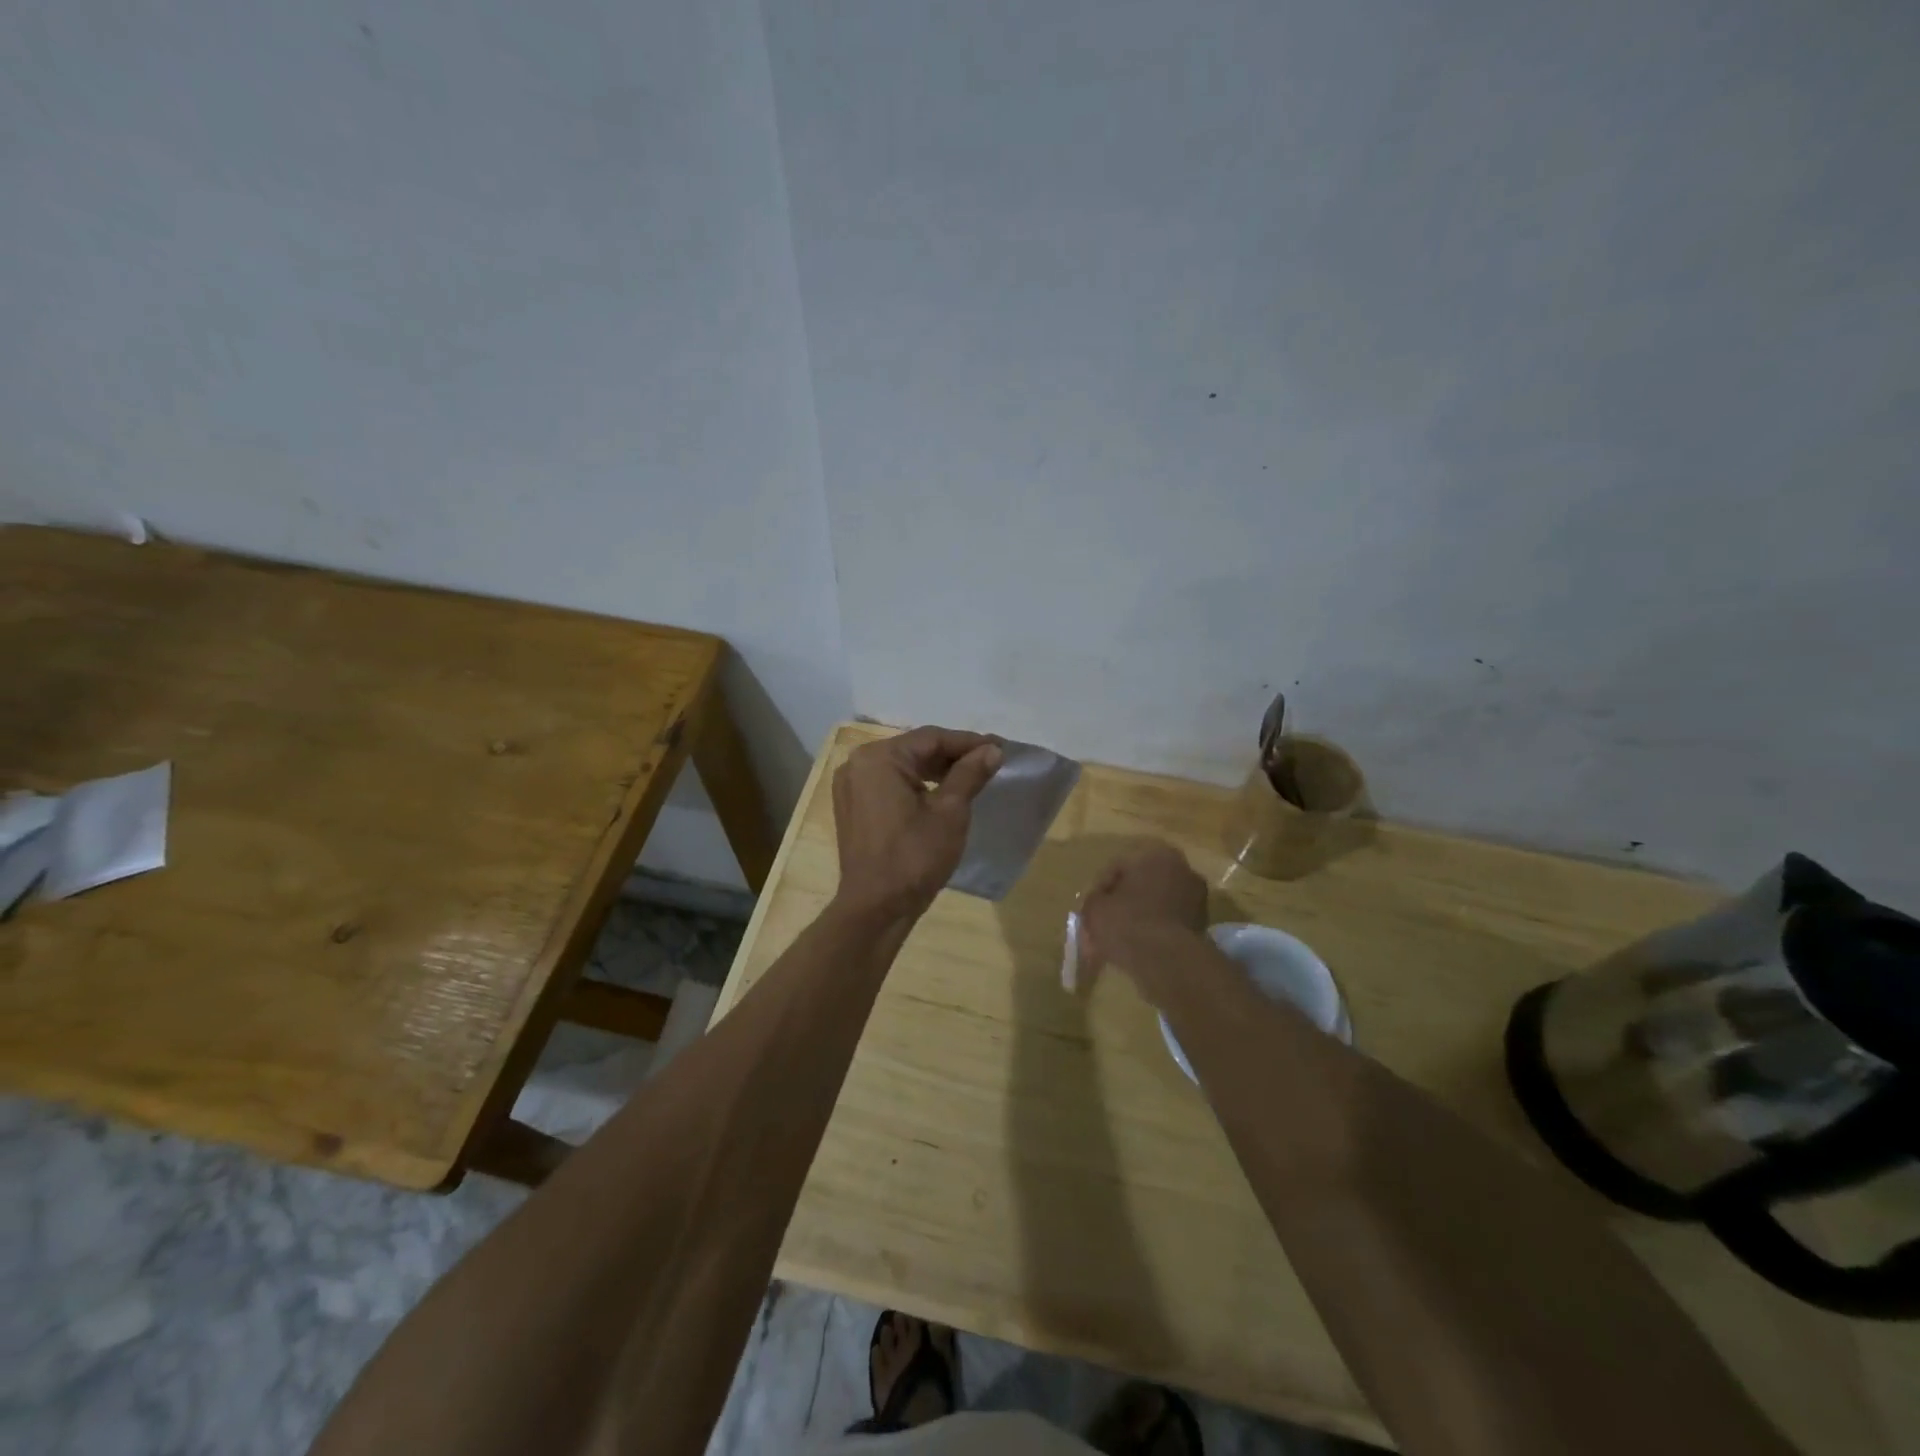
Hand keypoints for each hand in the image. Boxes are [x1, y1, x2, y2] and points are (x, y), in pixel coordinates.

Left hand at [832, 727, 1003, 918]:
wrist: (876, 909)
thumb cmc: (914, 857)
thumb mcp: (950, 813)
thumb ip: (969, 774)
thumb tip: (992, 750)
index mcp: (878, 758)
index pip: (931, 738)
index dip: (969, 742)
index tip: (1001, 747)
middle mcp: (858, 764)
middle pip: (915, 750)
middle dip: (953, 755)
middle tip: (990, 761)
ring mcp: (851, 786)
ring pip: (903, 767)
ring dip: (937, 771)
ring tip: (973, 776)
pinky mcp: (853, 807)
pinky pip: (891, 784)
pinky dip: (917, 785)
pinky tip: (943, 794)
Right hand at [1077, 840, 1209, 987]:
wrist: (1168, 961)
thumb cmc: (1127, 923)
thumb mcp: (1094, 908)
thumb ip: (1094, 900)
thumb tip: (1101, 904)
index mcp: (1156, 854)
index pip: (1118, 867)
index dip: (1100, 889)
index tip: (1091, 910)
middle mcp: (1181, 868)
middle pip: (1141, 885)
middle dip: (1122, 904)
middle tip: (1105, 924)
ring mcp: (1197, 897)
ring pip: (1157, 905)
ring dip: (1139, 918)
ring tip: (1120, 940)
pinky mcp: (1203, 925)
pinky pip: (1169, 923)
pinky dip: (1155, 932)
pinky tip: (1139, 948)